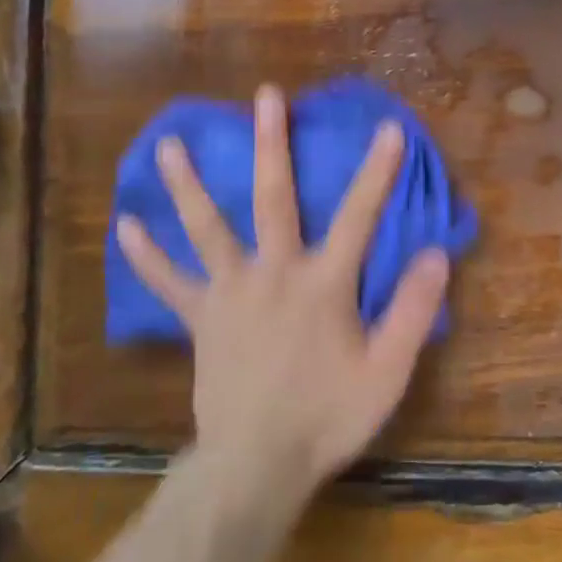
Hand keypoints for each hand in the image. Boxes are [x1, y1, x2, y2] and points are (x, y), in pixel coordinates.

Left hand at [116, 85, 449, 496]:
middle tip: (264, 96)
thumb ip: (412, 310)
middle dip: (272, 144)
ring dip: (189, 184)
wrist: (256, 464)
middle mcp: (274, 273)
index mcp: (324, 284)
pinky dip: (147, 256)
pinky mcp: (201, 318)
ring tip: (168, 144)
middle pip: (274, 198)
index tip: (388, 128)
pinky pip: (169, 284)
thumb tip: (436, 253)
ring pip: (207, 228)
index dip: (377, 171)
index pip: (358, 216)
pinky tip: (124, 228)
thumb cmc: (328, 417)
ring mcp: (230, 292)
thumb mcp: (387, 371)